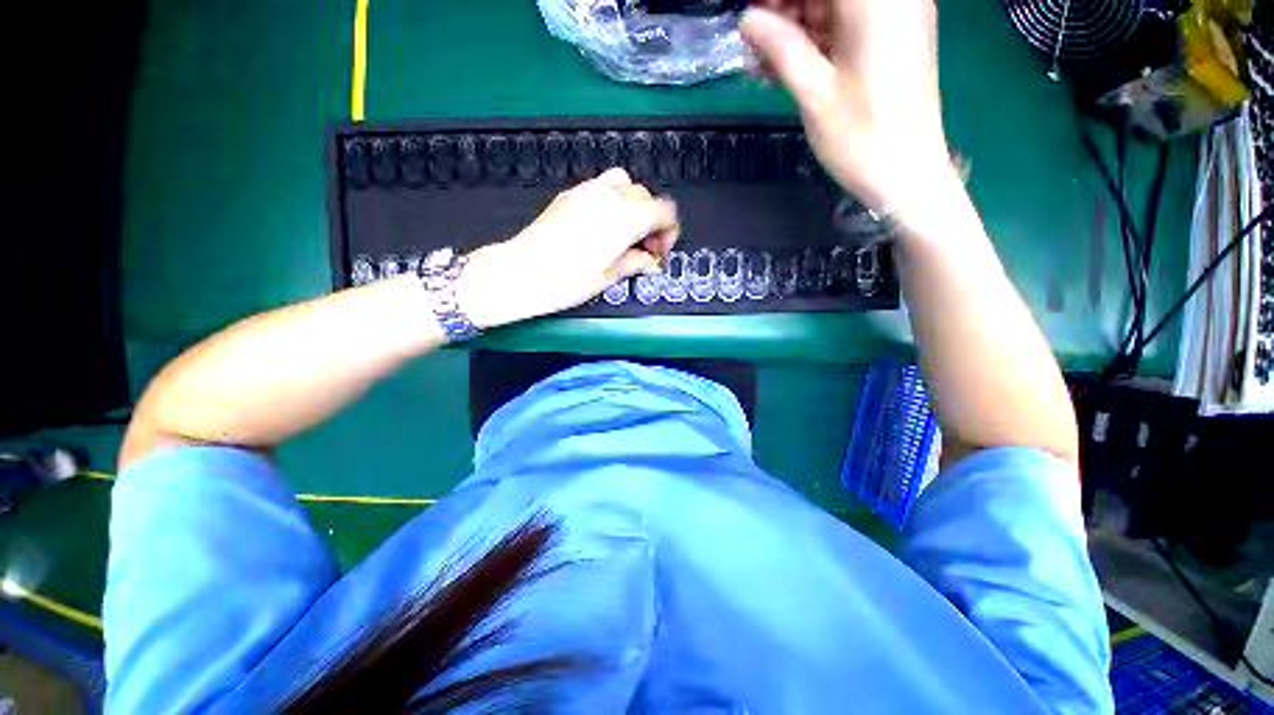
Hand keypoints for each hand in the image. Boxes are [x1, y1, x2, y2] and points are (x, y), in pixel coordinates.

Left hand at [456, 168, 678, 328]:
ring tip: (625, 234)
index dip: (668, 233)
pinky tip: (603, 228)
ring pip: (625, 185)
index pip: (665, 212)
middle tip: (644, 249)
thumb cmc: (568, 280)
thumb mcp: (610, 276)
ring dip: (633, 207)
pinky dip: (612, 202)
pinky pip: (602, 187)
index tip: (658, 253)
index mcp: (627, 217)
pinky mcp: (570, 194)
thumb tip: (650, 262)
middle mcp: (610, 195)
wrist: (521, 272)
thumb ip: (637, 263)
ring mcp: (588, 191)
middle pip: (647, 197)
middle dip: (652, 222)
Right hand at [739, 0, 953, 221]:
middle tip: (754, 48)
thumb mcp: (814, 92)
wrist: (908, 174)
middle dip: (785, 10)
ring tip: (764, 67)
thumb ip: (780, 48)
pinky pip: (846, 26)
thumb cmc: (861, 136)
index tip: (751, 21)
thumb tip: (747, 18)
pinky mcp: (892, 40)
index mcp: (874, 1)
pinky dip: (816, 42)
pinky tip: (788, 69)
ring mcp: (895, 17)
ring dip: (795, 30)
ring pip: (833, 7)